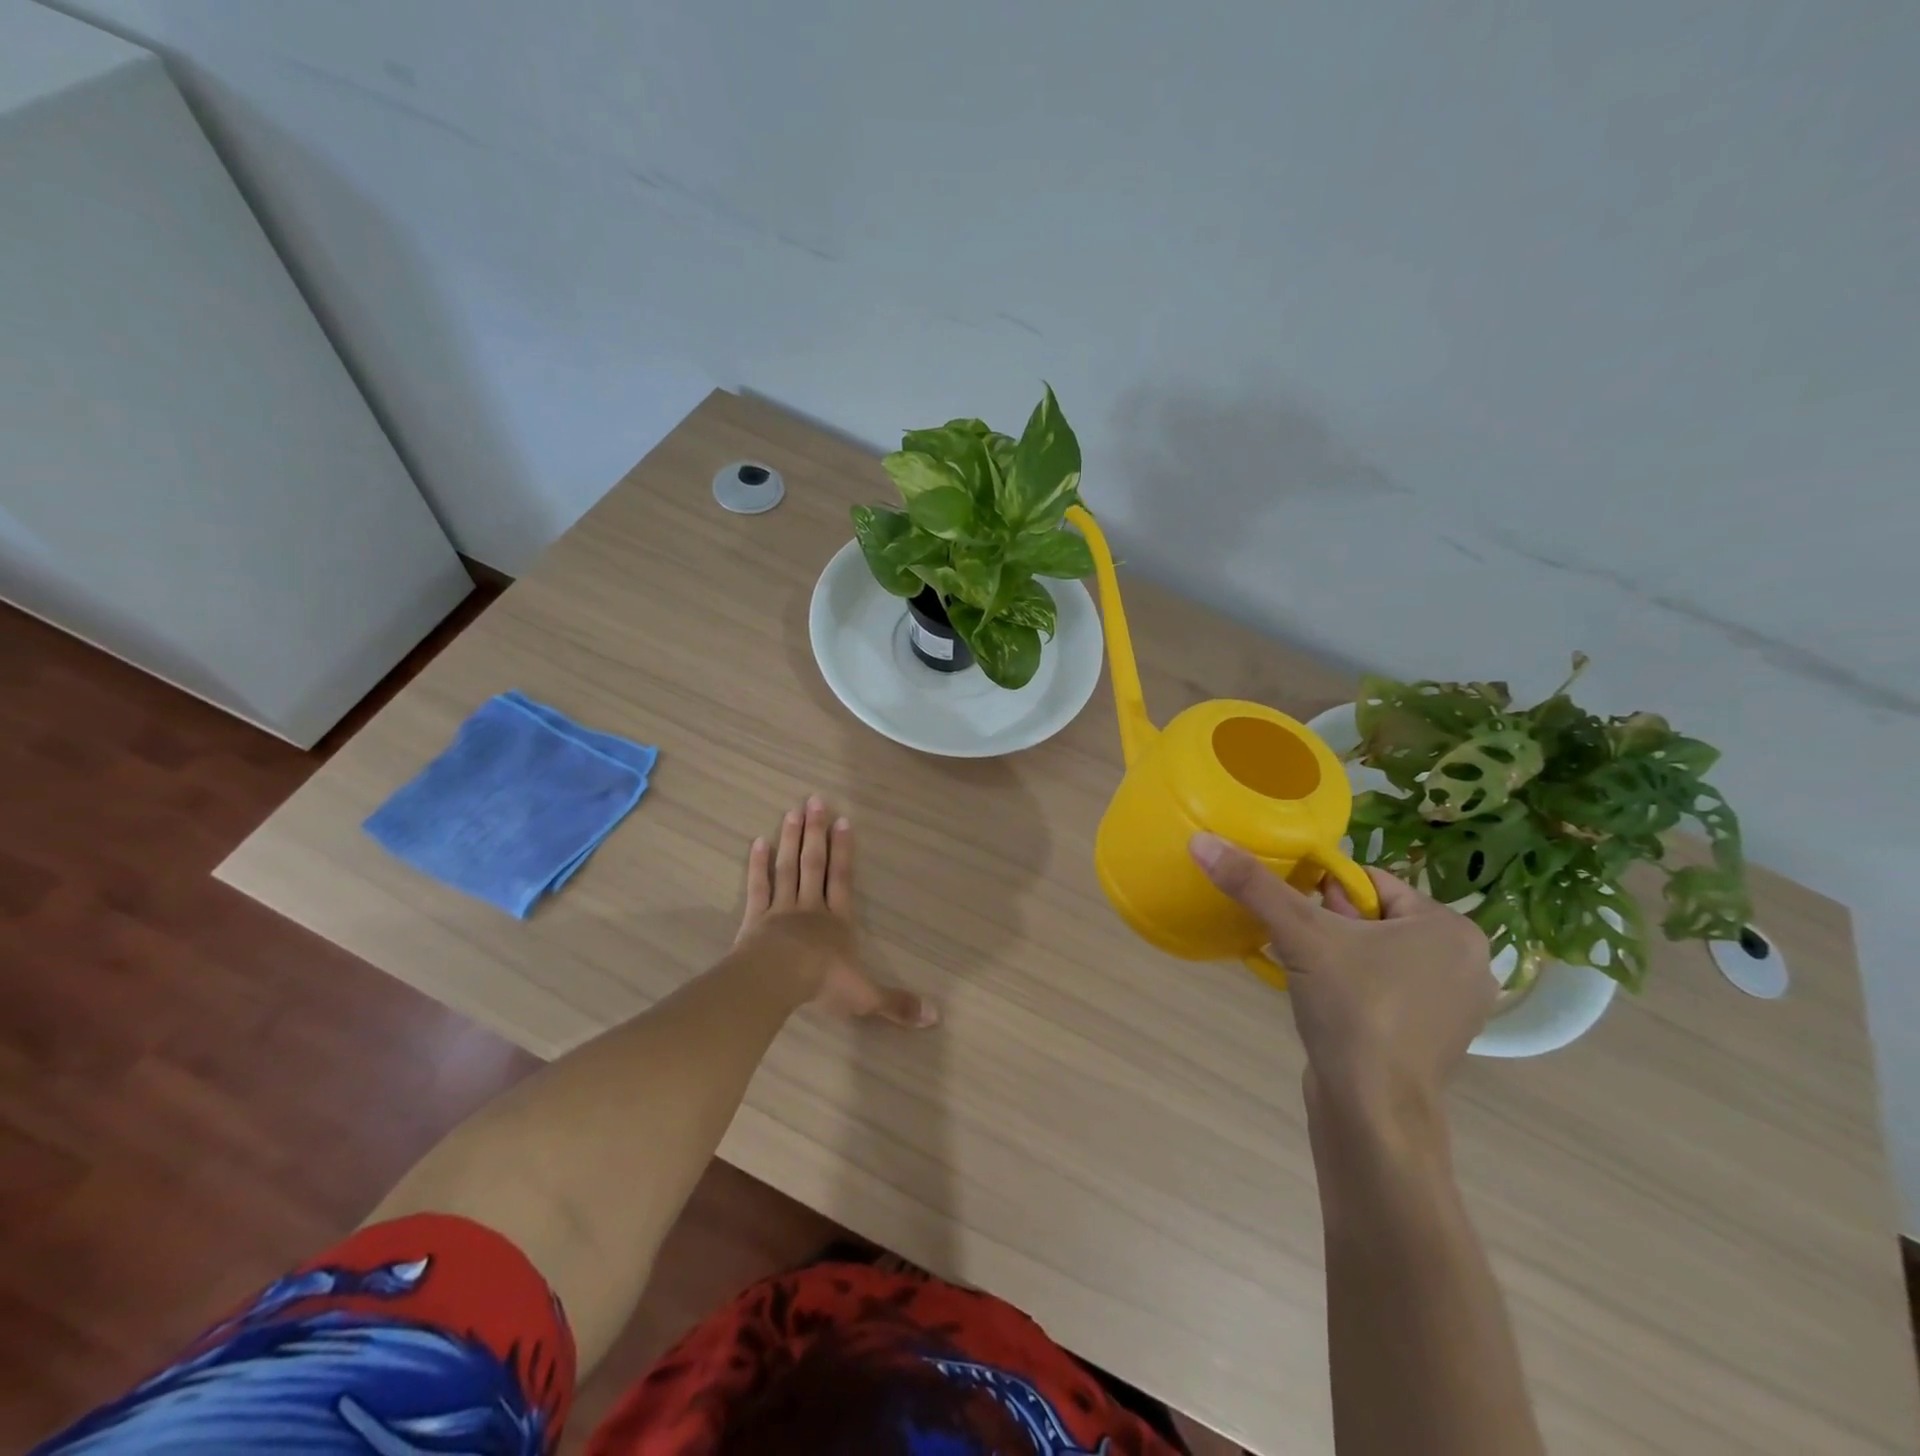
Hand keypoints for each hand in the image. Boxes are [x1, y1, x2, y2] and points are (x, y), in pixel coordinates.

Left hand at [737, 797, 937, 1028]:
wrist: (777, 981)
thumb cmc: (822, 983)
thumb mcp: (865, 996)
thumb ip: (897, 1003)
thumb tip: (936, 1016)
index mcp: (837, 922)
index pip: (843, 880)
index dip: (844, 851)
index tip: (843, 821)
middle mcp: (810, 908)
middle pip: (814, 864)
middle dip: (816, 833)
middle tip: (814, 800)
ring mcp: (781, 910)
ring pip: (787, 868)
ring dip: (791, 840)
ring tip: (792, 812)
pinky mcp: (755, 919)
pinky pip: (758, 887)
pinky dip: (758, 865)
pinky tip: (758, 843)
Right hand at [1189, 834, 1492, 1130]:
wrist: (1374, 1114)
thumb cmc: (1353, 1011)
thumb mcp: (1300, 935)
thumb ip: (1253, 885)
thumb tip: (1202, 840)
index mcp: (1451, 929)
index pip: (1372, 883)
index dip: (1324, 891)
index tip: (1296, 914)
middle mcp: (1465, 964)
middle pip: (1373, 917)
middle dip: (1329, 925)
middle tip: (1298, 945)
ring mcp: (1453, 1007)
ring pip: (1376, 954)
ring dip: (1336, 955)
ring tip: (1305, 973)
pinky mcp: (1432, 1039)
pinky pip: (1384, 990)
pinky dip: (1352, 987)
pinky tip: (1325, 1004)